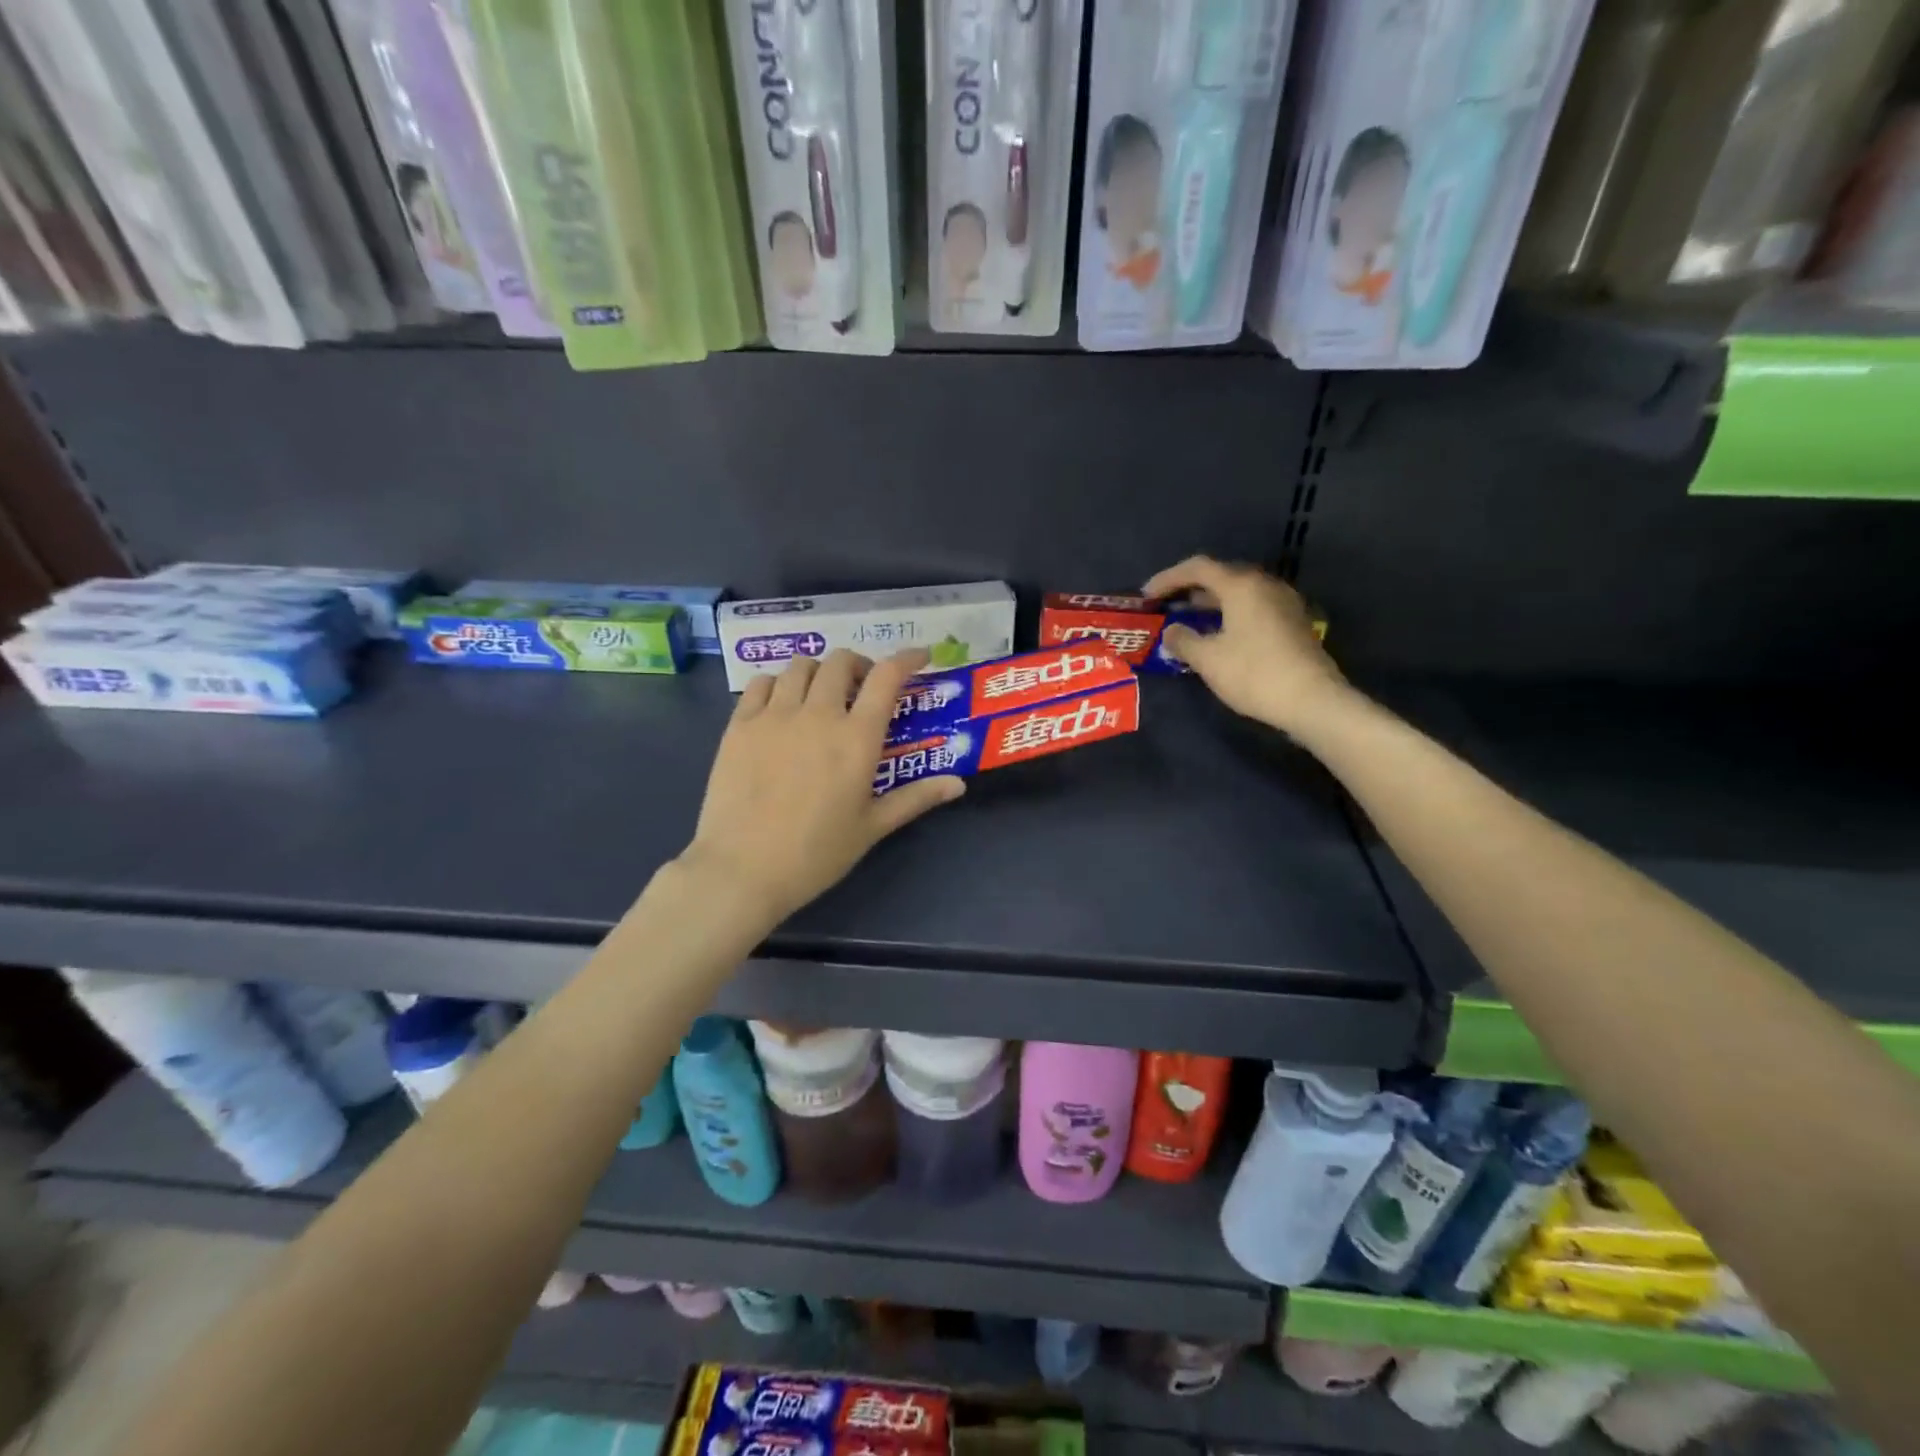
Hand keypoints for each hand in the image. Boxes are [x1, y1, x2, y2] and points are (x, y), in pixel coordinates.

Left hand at [679, 649, 964, 927]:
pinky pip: (762, 684)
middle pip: (841, 662)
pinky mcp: (739, 725)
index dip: (907, 658)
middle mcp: (818, 714)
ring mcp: (774, 716)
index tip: (919, 657)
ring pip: (800, 666)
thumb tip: (958, 784)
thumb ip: (915, 798)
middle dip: (859, 666)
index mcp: (857, 738)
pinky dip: (779, 684)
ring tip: (821, 696)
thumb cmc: (816, 854)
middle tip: (862, 690)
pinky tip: (782, 707)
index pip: (887, 678)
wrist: (742, 870)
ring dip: (820, 673)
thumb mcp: (872, 827)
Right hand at [1144, 556, 1350, 734]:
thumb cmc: (1254, 674)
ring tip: (1188, 623)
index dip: (1168, 578)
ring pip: (1238, 594)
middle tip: (1166, 608)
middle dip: (1189, 591)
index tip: (1147, 596)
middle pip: (1220, 577)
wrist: (1313, 700)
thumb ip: (1183, 640)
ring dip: (1210, 604)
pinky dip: (1229, 615)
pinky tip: (1218, 637)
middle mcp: (1264, 585)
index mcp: (1241, 586)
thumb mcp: (1208, 659)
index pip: (1198, 568)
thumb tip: (1172, 632)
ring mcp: (1283, 603)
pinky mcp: (1293, 623)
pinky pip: (1253, 608)